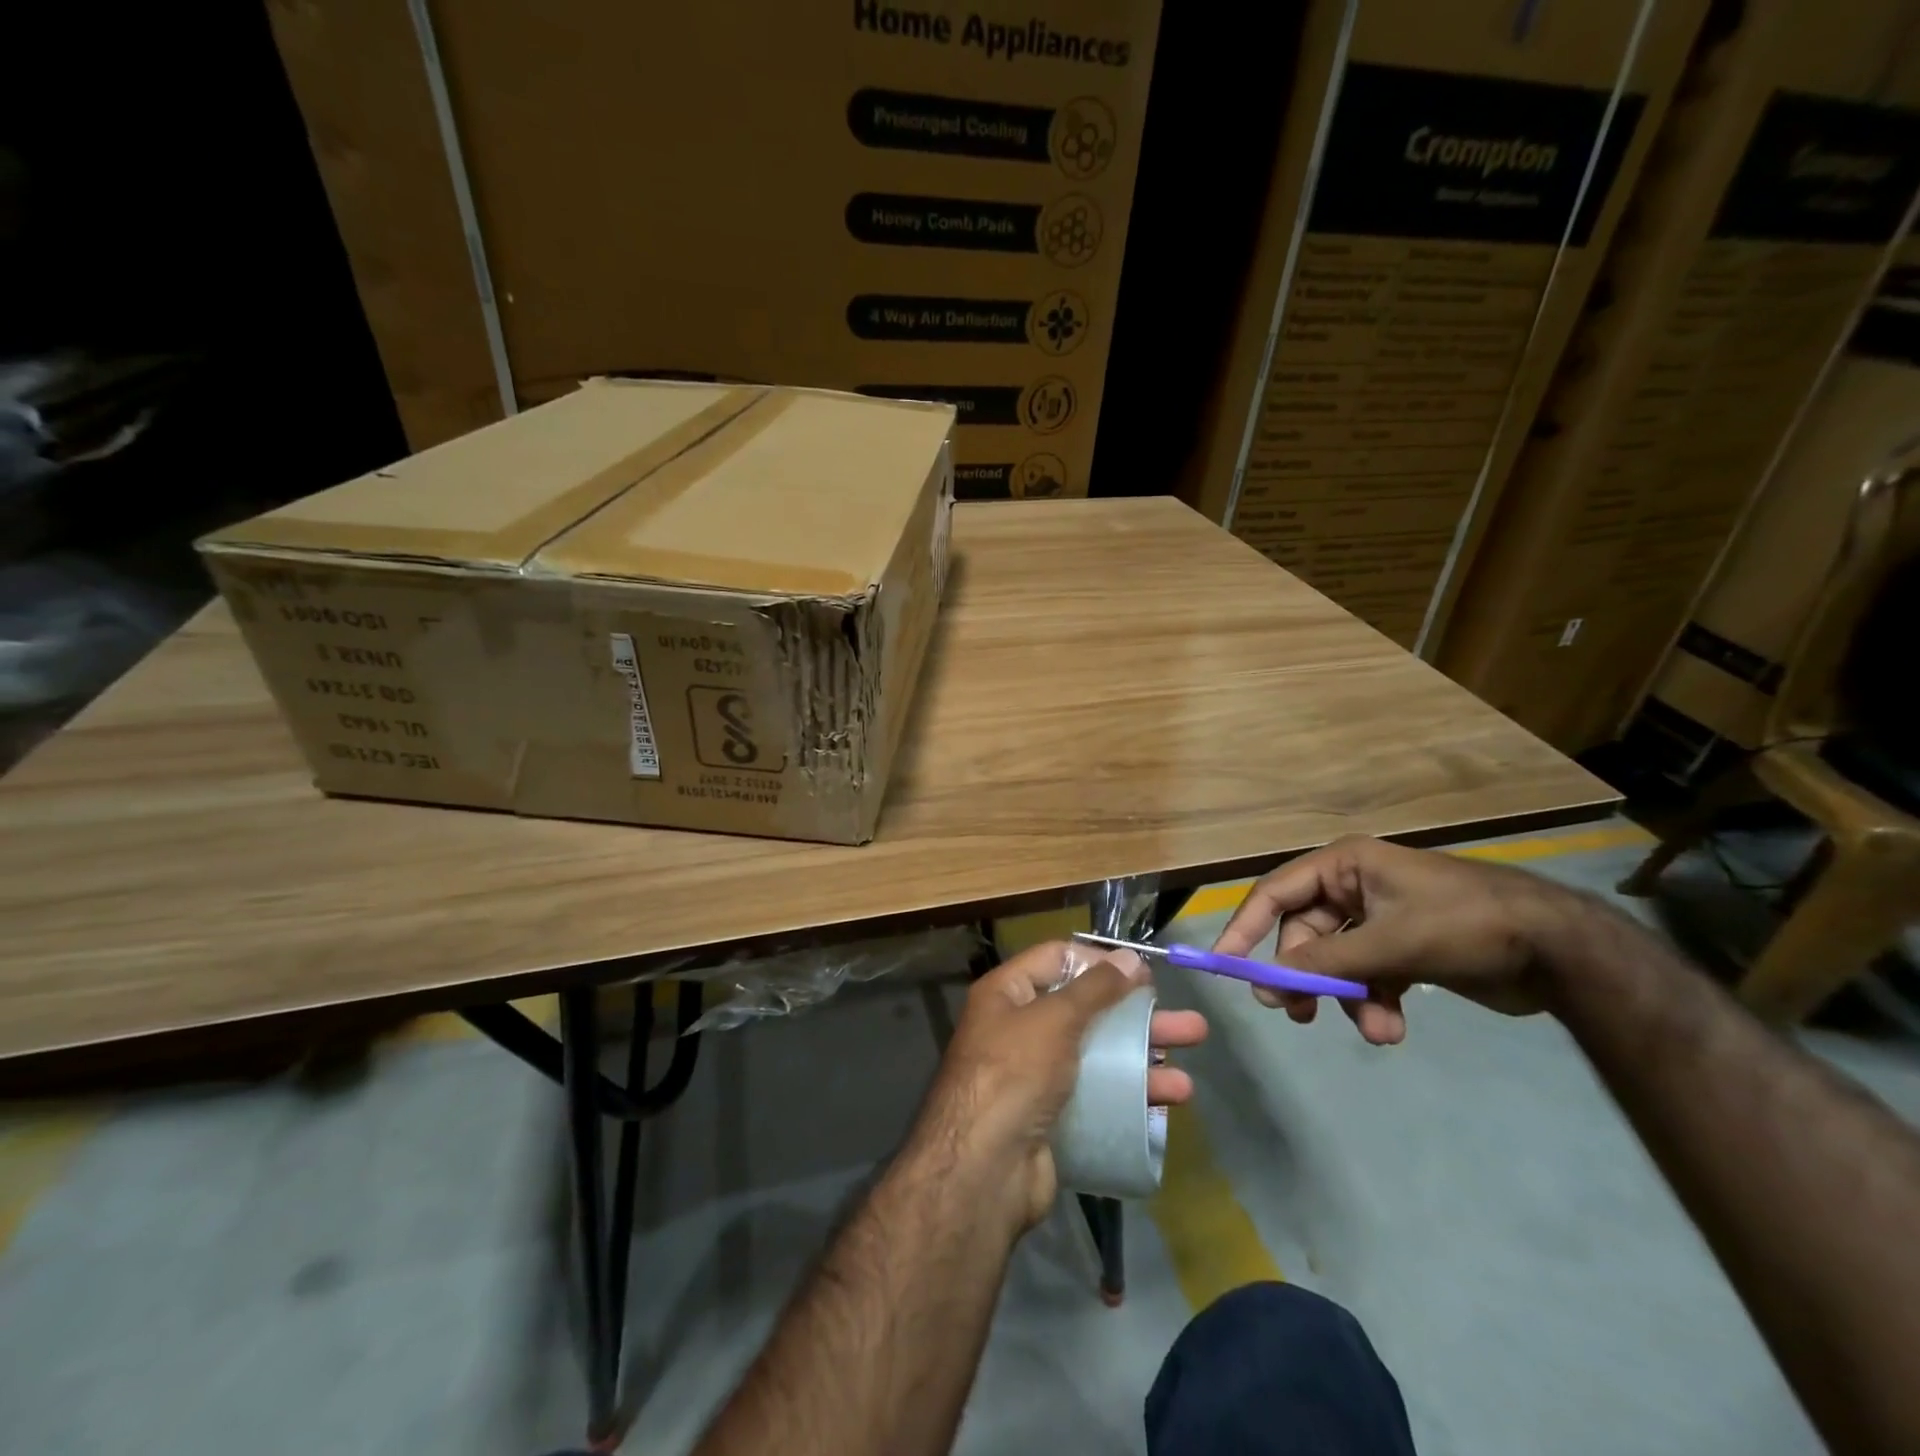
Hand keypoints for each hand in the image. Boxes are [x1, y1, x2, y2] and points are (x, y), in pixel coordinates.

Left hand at [915, 940, 1206, 1230]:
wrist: (984, 1168)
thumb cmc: (1014, 1073)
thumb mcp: (1054, 1019)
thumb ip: (1095, 988)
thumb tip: (1130, 957)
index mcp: (1007, 994)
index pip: (1057, 959)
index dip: (1100, 961)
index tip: (1144, 972)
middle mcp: (1019, 1029)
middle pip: (1087, 1011)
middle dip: (1137, 1019)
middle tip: (1188, 1026)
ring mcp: (1036, 1076)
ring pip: (1098, 1057)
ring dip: (1143, 1064)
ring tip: (1187, 1081)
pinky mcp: (1053, 1117)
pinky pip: (1098, 1096)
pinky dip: (1130, 1098)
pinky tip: (1166, 1107)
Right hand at [1214, 836, 1595, 1042]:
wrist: (1560, 949)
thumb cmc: (1466, 924)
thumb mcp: (1392, 942)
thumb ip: (1327, 960)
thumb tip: (1270, 979)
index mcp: (1345, 866)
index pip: (1275, 892)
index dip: (1246, 926)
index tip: (1227, 965)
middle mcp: (1354, 887)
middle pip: (1304, 933)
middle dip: (1306, 976)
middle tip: (1297, 1014)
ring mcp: (1379, 919)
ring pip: (1336, 961)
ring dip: (1346, 997)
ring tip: (1374, 1030)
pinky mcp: (1403, 949)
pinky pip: (1367, 976)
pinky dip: (1373, 1002)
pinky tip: (1391, 1028)